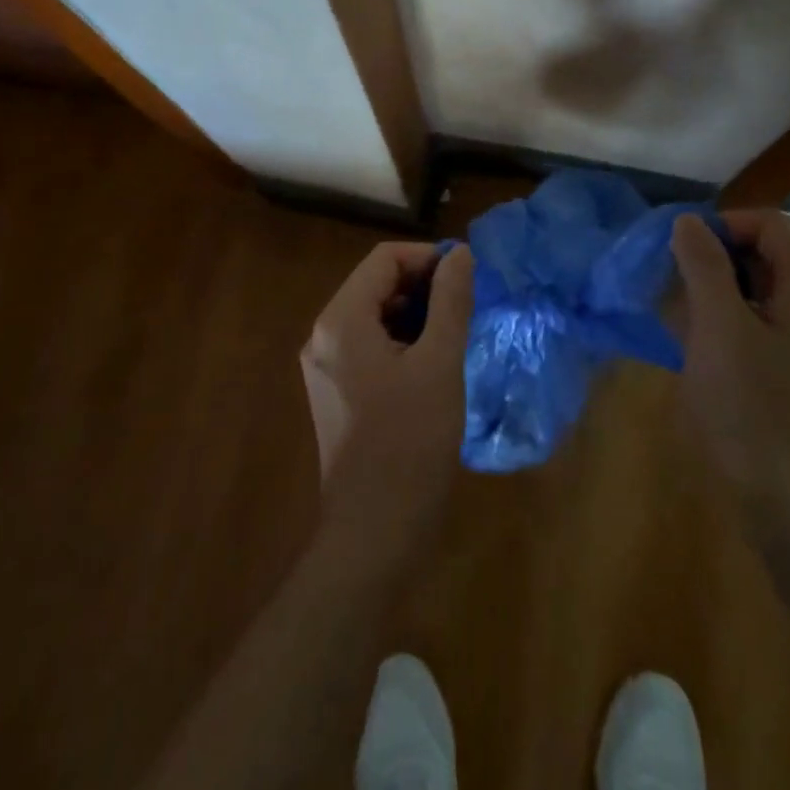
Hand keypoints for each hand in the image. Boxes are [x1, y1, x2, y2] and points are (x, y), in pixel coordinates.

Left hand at [298, 243, 473, 551]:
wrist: (374, 534)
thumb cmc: (410, 442)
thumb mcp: (439, 363)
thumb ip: (450, 301)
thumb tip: (459, 254)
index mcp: (341, 320)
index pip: (384, 259)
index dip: (427, 258)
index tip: (466, 277)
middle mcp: (323, 336)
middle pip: (375, 285)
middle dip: (422, 286)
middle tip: (466, 307)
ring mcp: (325, 366)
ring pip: (374, 316)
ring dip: (414, 314)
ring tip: (454, 335)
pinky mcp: (335, 393)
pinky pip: (369, 346)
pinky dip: (401, 342)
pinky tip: (432, 364)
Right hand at [671, 210, 789, 550]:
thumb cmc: (754, 409)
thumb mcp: (719, 327)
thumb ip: (704, 266)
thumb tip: (688, 221)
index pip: (770, 225)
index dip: (723, 226)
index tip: (681, 251)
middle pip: (765, 255)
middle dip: (714, 259)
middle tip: (673, 285)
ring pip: (757, 293)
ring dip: (714, 293)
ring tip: (676, 318)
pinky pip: (758, 327)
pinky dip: (725, 324)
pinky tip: (695, 350)